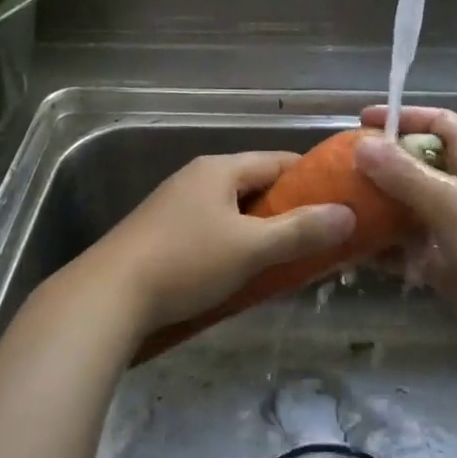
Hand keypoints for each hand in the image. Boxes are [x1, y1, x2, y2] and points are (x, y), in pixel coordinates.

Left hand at [82, 152, 354, 336]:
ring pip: (234, 210)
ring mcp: (176, 205)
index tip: (341, 203)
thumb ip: (300, 231)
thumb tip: (348, 214)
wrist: (107, 296)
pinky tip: (244, 272)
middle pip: (256, 185)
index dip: (313, 180)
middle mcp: (198, 177)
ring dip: (262, 231)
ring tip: (289, 259)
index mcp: (219, 169)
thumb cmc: (186, 262)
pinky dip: (235, 244)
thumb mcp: (250, 248)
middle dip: (289, 210)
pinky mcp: (162, 233)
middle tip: (321, 238)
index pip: (278, 161)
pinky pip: (212, 229)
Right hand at [355, 106, 456, 370]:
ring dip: (377, 211)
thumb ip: (404, 175)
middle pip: (416, 168)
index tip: (362, 120)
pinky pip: (410, 252)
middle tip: (335, 171)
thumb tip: (362, 144)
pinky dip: (385, 251)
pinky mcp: (452, 268)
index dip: (403, 118)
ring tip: (334, 210)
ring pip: (409, 212)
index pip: (438, 124)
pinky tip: (351, 252)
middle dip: (379, 168)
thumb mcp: (454, 202)